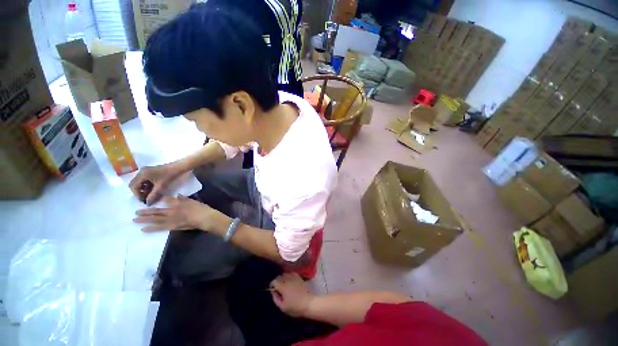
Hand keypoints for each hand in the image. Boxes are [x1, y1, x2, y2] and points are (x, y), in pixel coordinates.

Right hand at [129, 163, 183, 204]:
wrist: (178, 167)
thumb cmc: (169, 175)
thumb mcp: (161, 186)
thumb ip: (153, 195)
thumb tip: (147, 204)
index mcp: (142, 174)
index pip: (133, 186)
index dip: (137, 194)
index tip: (144, 200)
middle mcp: (141, 172)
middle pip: (135, 184)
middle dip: (139, 192)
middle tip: (146, 198)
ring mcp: (145, 171)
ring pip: (140, 183)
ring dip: (144, 189)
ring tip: (150, 195)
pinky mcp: (150, 172)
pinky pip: (145, 180)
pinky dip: (147, 186)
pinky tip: (153, 190)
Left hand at [133, 194, 216, 231]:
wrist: (205, 218)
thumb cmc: (201, 209)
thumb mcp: (194, 201)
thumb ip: (185, 199)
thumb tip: (178, 195)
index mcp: (177, 203)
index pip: (166, 199)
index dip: (160, 198)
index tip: (153, 197)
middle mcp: (171, 211)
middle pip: (157, 211)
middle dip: (146, 211)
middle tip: (135, 212)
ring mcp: (171, 219)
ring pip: (155, 220)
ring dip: (144, 220)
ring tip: (135, 220)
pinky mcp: (172, 226)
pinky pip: (160, 228)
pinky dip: (151, 228)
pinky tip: (144, 229)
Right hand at [270, 273, 314, 317]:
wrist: (308, 303)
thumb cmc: (295, 307)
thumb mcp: (283, 307)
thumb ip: (276, 298)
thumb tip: (273, 292)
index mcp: (282, 286)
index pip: (274, 281)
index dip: (272, 285)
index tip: (273, 290)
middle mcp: (288, 279)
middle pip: (279, 276)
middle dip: (277, 281)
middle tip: (279, 289)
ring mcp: (294, 277)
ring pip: (285, 274)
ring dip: (283, 278)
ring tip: (284, 285)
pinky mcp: (299, 277)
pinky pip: (292, 273)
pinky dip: (289, 276)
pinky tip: (291, 281)